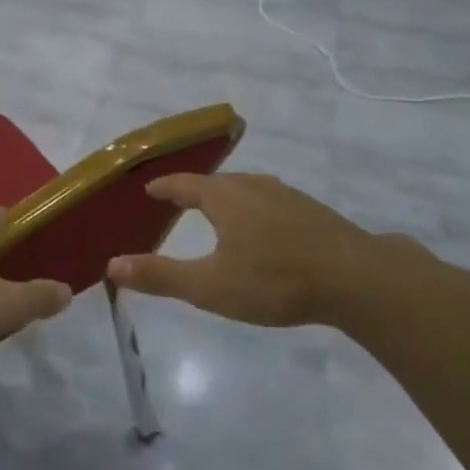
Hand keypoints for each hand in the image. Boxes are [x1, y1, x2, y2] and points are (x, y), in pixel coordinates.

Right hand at [107, 172, 429, 328]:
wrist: (357, 279)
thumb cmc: (274, 280)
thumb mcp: (209, 286)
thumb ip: (160, 276)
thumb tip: (112, 264)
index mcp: (223, 197)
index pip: (183, 184)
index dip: (163, 187)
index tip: (148, 189)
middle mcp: (252, 186)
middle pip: (215, 182)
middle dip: (194, 190)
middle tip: (178, 202)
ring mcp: (286, 195)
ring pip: (246, 189)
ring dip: (226, 197)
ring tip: (217, 212)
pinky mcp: (312, 210)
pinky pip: (270, 201)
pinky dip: (254, 208)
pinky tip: (264, 229)